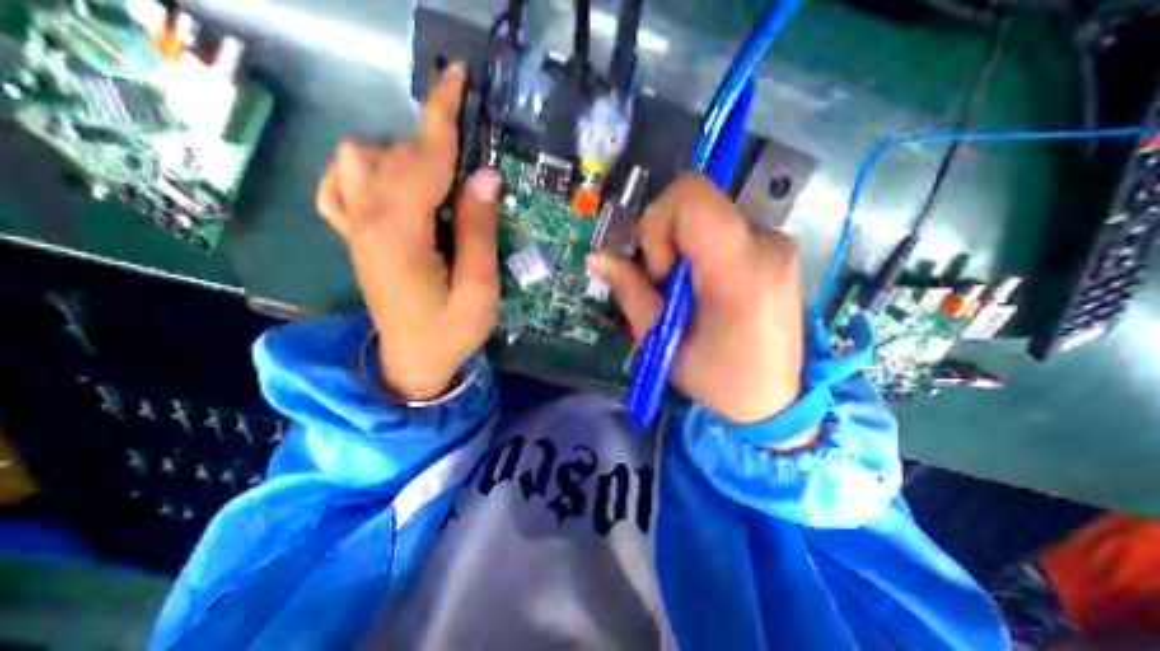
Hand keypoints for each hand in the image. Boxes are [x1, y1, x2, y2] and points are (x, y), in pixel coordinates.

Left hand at [315, 65, 502, 401]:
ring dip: (403, 156)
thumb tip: (486, 175)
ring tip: (438, 184)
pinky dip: (363, 171)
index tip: (460, 79)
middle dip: (440, 148)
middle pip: (398, 155)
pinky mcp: (352, 237)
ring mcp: (353, 228)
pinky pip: (339, 185)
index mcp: (400, 234)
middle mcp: (366, 220)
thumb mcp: (480, 289)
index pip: (423, 159)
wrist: (413, 362)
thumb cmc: (452, 332)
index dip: (444, 117)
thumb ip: (479, 231)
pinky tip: (391, 187)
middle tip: (476, 176)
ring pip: (361, 158)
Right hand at [591, 174, 808, 431]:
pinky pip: (722, 229)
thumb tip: (597, 256)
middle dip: (665, 238)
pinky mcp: (776, 249)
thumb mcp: (663, 341)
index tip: (659, 271)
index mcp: (739, 270)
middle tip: (666, 284)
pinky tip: (705, 287)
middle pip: (696, 202)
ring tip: (686, 291)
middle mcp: (766, 244)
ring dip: (681, 246)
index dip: (657, 224)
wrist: (775, 399)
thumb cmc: (718, 380)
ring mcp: (776, 243)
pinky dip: (700, 250)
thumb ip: (629, 291)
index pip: (690, 196)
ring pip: (707, 215)